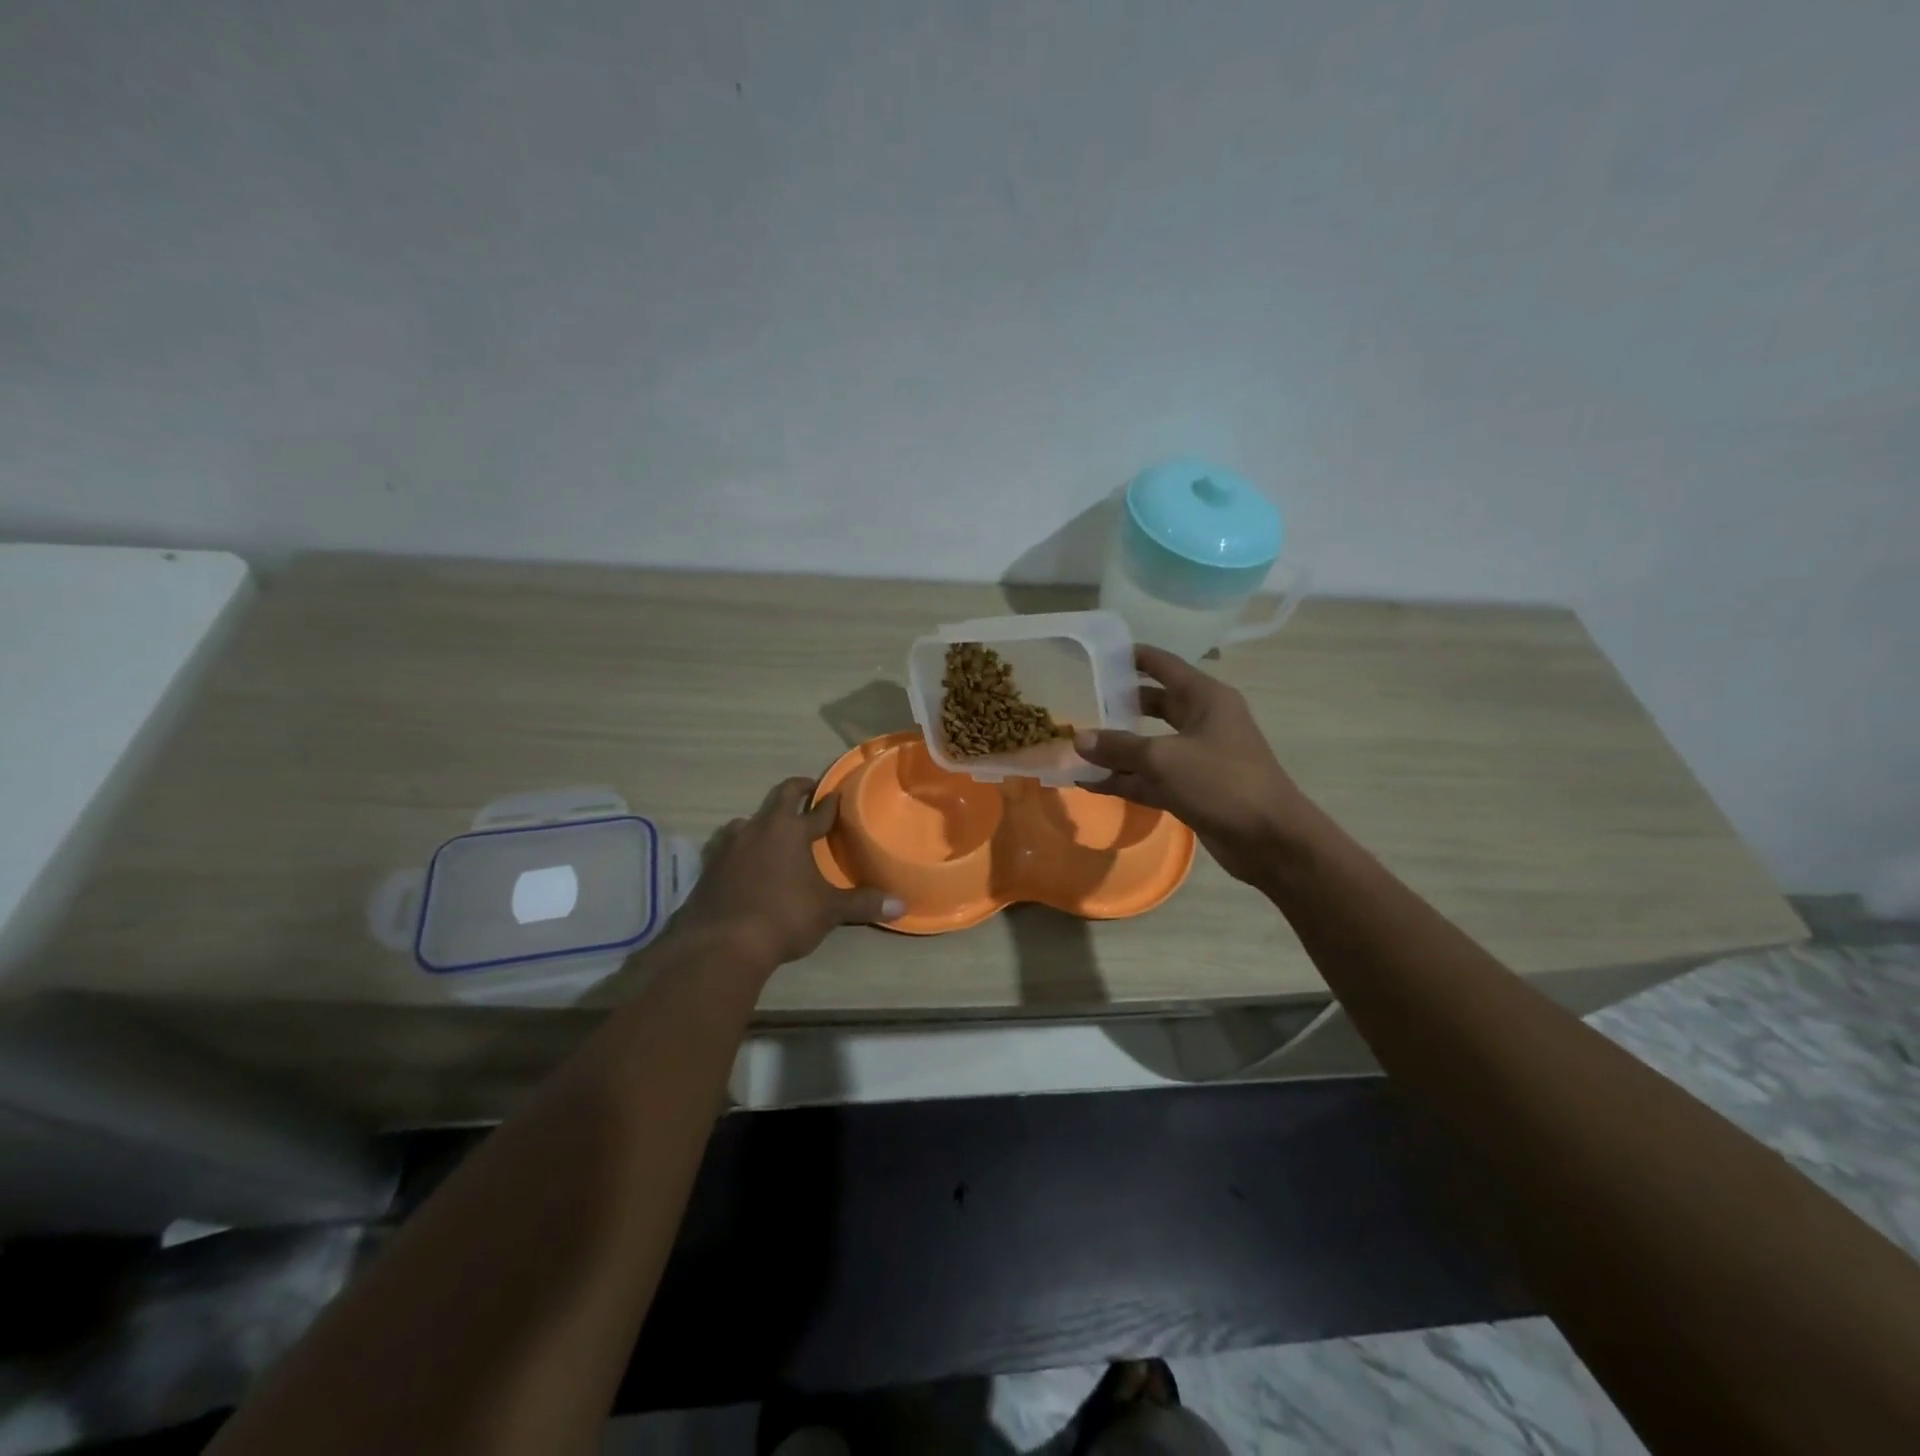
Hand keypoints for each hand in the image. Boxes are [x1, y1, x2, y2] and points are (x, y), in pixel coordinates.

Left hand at [668, 778, 903, 968]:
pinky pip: (726, 846)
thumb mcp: (829, 911)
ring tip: (771, 832)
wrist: (722, 943)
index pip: (818, 809)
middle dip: (796, 789)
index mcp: (791, 831)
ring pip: (747, 820)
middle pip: (779, 796)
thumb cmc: (783, 917)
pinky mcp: (709, 866)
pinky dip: (738, 847)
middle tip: (808, 789)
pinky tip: (741, 861)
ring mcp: (729, 845)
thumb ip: (863, 904)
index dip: (831, 802)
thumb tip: (901, 904)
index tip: (838, 794)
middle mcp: (759, 828)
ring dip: (762, 822)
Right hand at [1075, 646, 1311, 885]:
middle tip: (1080, 702)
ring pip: (1150, 745)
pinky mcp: (1192, 789)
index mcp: (1206, 698)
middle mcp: (1203, 721)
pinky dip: (1125, 780)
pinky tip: (1090, 783)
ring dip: (1117, 749)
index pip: (1164, 665)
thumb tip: (1079, 738)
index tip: (1098, 654)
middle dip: (1119, 705)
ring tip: (1076, 746)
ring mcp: (1197, 757)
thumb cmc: (1222, 782)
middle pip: (1154, 705)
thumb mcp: (1164, 759)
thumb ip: (1119, 747)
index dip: (1133, 658)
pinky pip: (1151, 778)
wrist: (1270, 839)